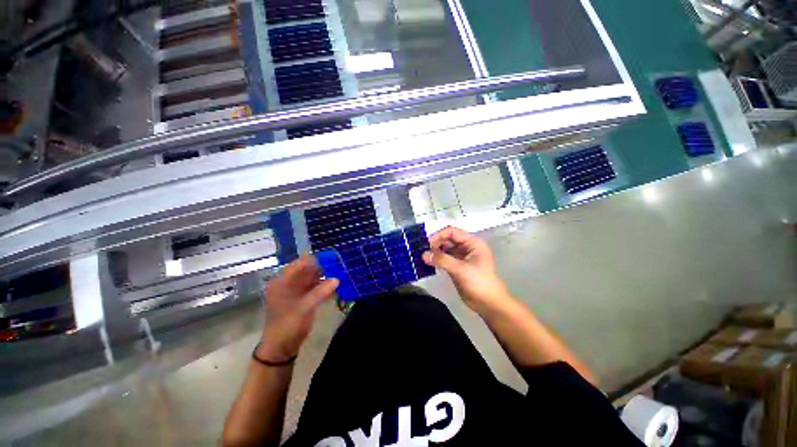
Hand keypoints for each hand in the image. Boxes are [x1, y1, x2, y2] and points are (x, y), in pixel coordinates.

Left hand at [258, 256, 338, 362]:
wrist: (281, 348)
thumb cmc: (287, 326)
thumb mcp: (304, 308)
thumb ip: (321, 292)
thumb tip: (337, 279)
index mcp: (282, 282)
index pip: (300, 264)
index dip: (315, 260)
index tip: (332, 258)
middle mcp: (288, 283)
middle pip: (307, 270)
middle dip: (323, 267)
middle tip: (339, 265)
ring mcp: (296, 290)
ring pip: (313, 278)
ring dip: (325, 276)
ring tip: (340, 272)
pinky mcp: (303, 298)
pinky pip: (315, 287)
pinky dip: (324, 285)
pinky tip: (336, 284)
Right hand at [422, 227, 509, 312]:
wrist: (489, 304)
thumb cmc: (479, 283)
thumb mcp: (461, 269)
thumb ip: (442, 260)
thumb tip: (423, 254)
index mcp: (472, 243)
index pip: (452, 232)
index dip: (439, 235)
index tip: (427, 244)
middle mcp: (467, 247)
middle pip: (448, 239)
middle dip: (436, 244)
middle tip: (423, 251)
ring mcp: (462, 257)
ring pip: (445, 249)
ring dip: (435, 252)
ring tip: (424, 256)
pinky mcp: (457, 266)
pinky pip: (445, 258)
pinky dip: (437, 259)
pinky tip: (428, 262)